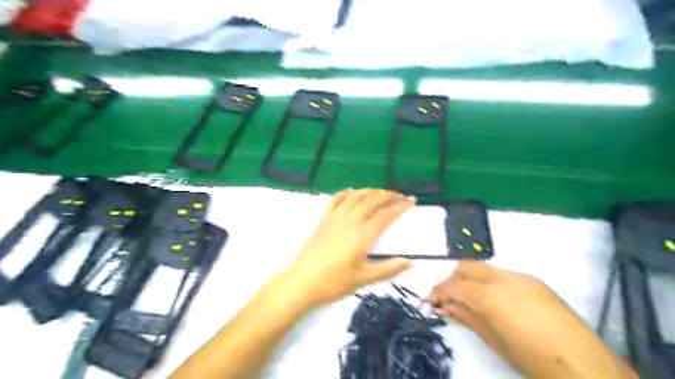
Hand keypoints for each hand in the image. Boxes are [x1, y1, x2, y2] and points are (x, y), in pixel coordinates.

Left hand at [281, 190, 417, 306]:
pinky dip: (345, 193)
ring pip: (354, 197)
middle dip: (387, 195)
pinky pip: (335, 200)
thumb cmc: (334, 283)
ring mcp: (334, 218)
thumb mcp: (364, 279)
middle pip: (371, 201)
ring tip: (379, 191)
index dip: (400, 207)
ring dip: (369, 191)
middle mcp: (350, 221)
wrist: (302, 282)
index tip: (411, 200)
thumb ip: (388, 269)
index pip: (386, 216)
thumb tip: (411, 262)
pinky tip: (351, 192)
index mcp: (362, 235)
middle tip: (398, 194)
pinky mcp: (323, 220)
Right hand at [426, 261, 638, 378]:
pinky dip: (488, 282)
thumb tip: (446, 307)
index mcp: (491, 295)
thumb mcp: (495, 341)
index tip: (429, 302)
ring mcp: (522, 276)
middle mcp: (504, 278)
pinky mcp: (535, 281)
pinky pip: (502, 275)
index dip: (438, 292)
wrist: (588, 368)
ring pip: (484, 268)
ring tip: (468, 300)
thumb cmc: (534, 361)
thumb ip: (467, 318)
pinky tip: (492, 301)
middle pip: (467, 267)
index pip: (454, 285)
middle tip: (447, 299)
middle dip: (452, 279)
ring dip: (470, 279)